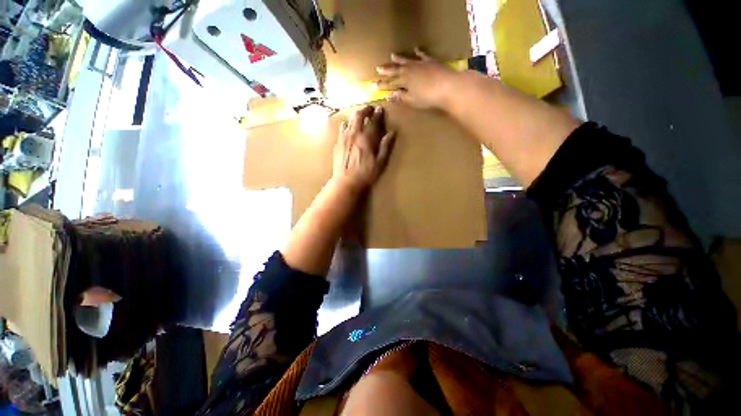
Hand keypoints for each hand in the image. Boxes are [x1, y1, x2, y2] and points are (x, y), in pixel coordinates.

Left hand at [333, 106, 395, 192]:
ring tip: (359, 117)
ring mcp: (344, 138)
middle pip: (359, 116)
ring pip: (349, 121)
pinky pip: (341, 129)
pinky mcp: (337, 143)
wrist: (346, 182)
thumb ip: (385, 146)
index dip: (378, 114)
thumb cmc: (365, 174)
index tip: (380, 109)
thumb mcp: (380, 162)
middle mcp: (354, 134)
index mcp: (366, 139)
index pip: (373, 122)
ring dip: (355, 116)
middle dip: (365, 110)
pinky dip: (346, 125)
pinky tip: (346, 127)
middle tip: (370, 109)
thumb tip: (392, 132)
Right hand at [376, 49, 457, 109]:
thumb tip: (389, 96)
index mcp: (404, 80)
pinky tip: (415, 49)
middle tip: (378, 68)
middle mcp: (410, 70)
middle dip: (387, 70)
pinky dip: (418, 53)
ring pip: (407, 60)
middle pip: (396, 70)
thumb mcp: (412, 100)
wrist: (447, 86)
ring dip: (399, 59)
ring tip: (392, 55)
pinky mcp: (430, 61)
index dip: (382, 85)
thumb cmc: (428, 97)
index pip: (390, 83)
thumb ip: (400, 97)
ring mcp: (420, 64)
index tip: (374, 86)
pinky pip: (422, 55)